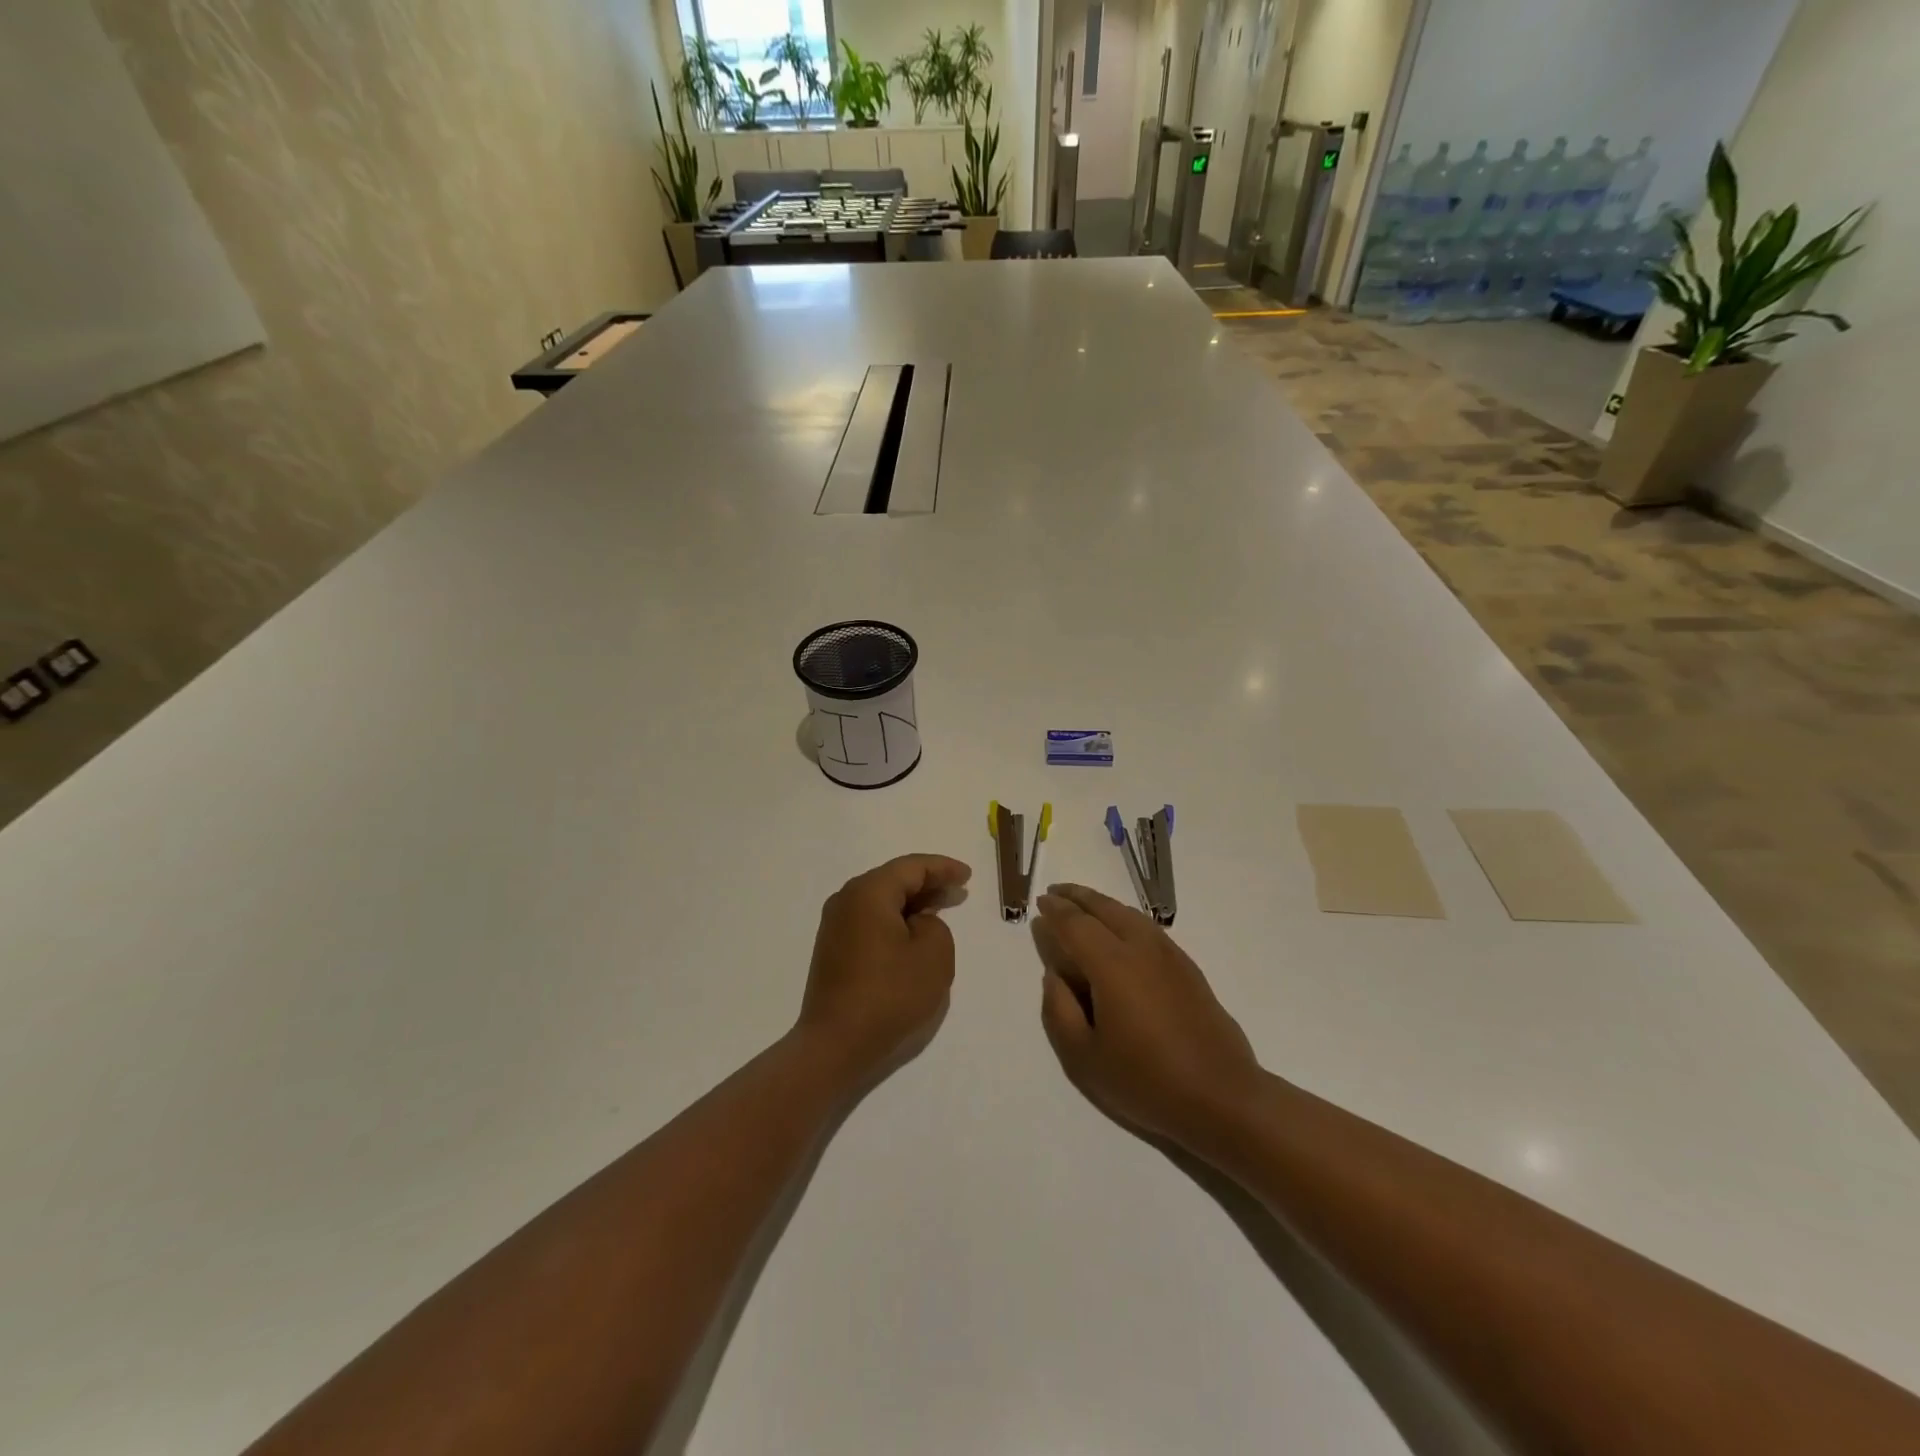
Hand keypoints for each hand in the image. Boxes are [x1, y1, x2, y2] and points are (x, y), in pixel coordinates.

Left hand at [798, 853, 971, 1081]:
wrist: (835, 1043)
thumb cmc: (889, 994)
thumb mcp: (934, 955)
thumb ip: (935, 925)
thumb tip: (916, 924)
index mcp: (868, 892)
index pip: (911, 867)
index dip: (943, 868)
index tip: (967, 875)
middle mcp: (846, 900)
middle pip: (893, 880)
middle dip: (927, 883)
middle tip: (958, 890)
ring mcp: (835, 925)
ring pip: (881, 900)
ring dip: (911, 903)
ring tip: (940, 909)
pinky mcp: (833, 948)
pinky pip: (870, 920)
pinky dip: (895, 920)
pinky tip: (913, 932)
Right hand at [1032, 884, 1263, 1149]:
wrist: (1222, 1097)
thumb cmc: (1146, 1081)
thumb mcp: (1084, 1059)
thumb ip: (1060, 1011)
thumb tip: (1053, 976)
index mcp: (1112, 965)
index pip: (1076, 925)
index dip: (1056, 911)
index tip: (1040, 902)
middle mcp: (1141, 948)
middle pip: (1105, 909)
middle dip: (1078, 897)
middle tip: (1056, 892)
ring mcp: (1169, 955)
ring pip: (1130, 915)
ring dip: (1103, 904)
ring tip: (1084, 905)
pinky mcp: (1188, 968)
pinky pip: (1148, 928)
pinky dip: (1126, 918)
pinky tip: (1121, 931)